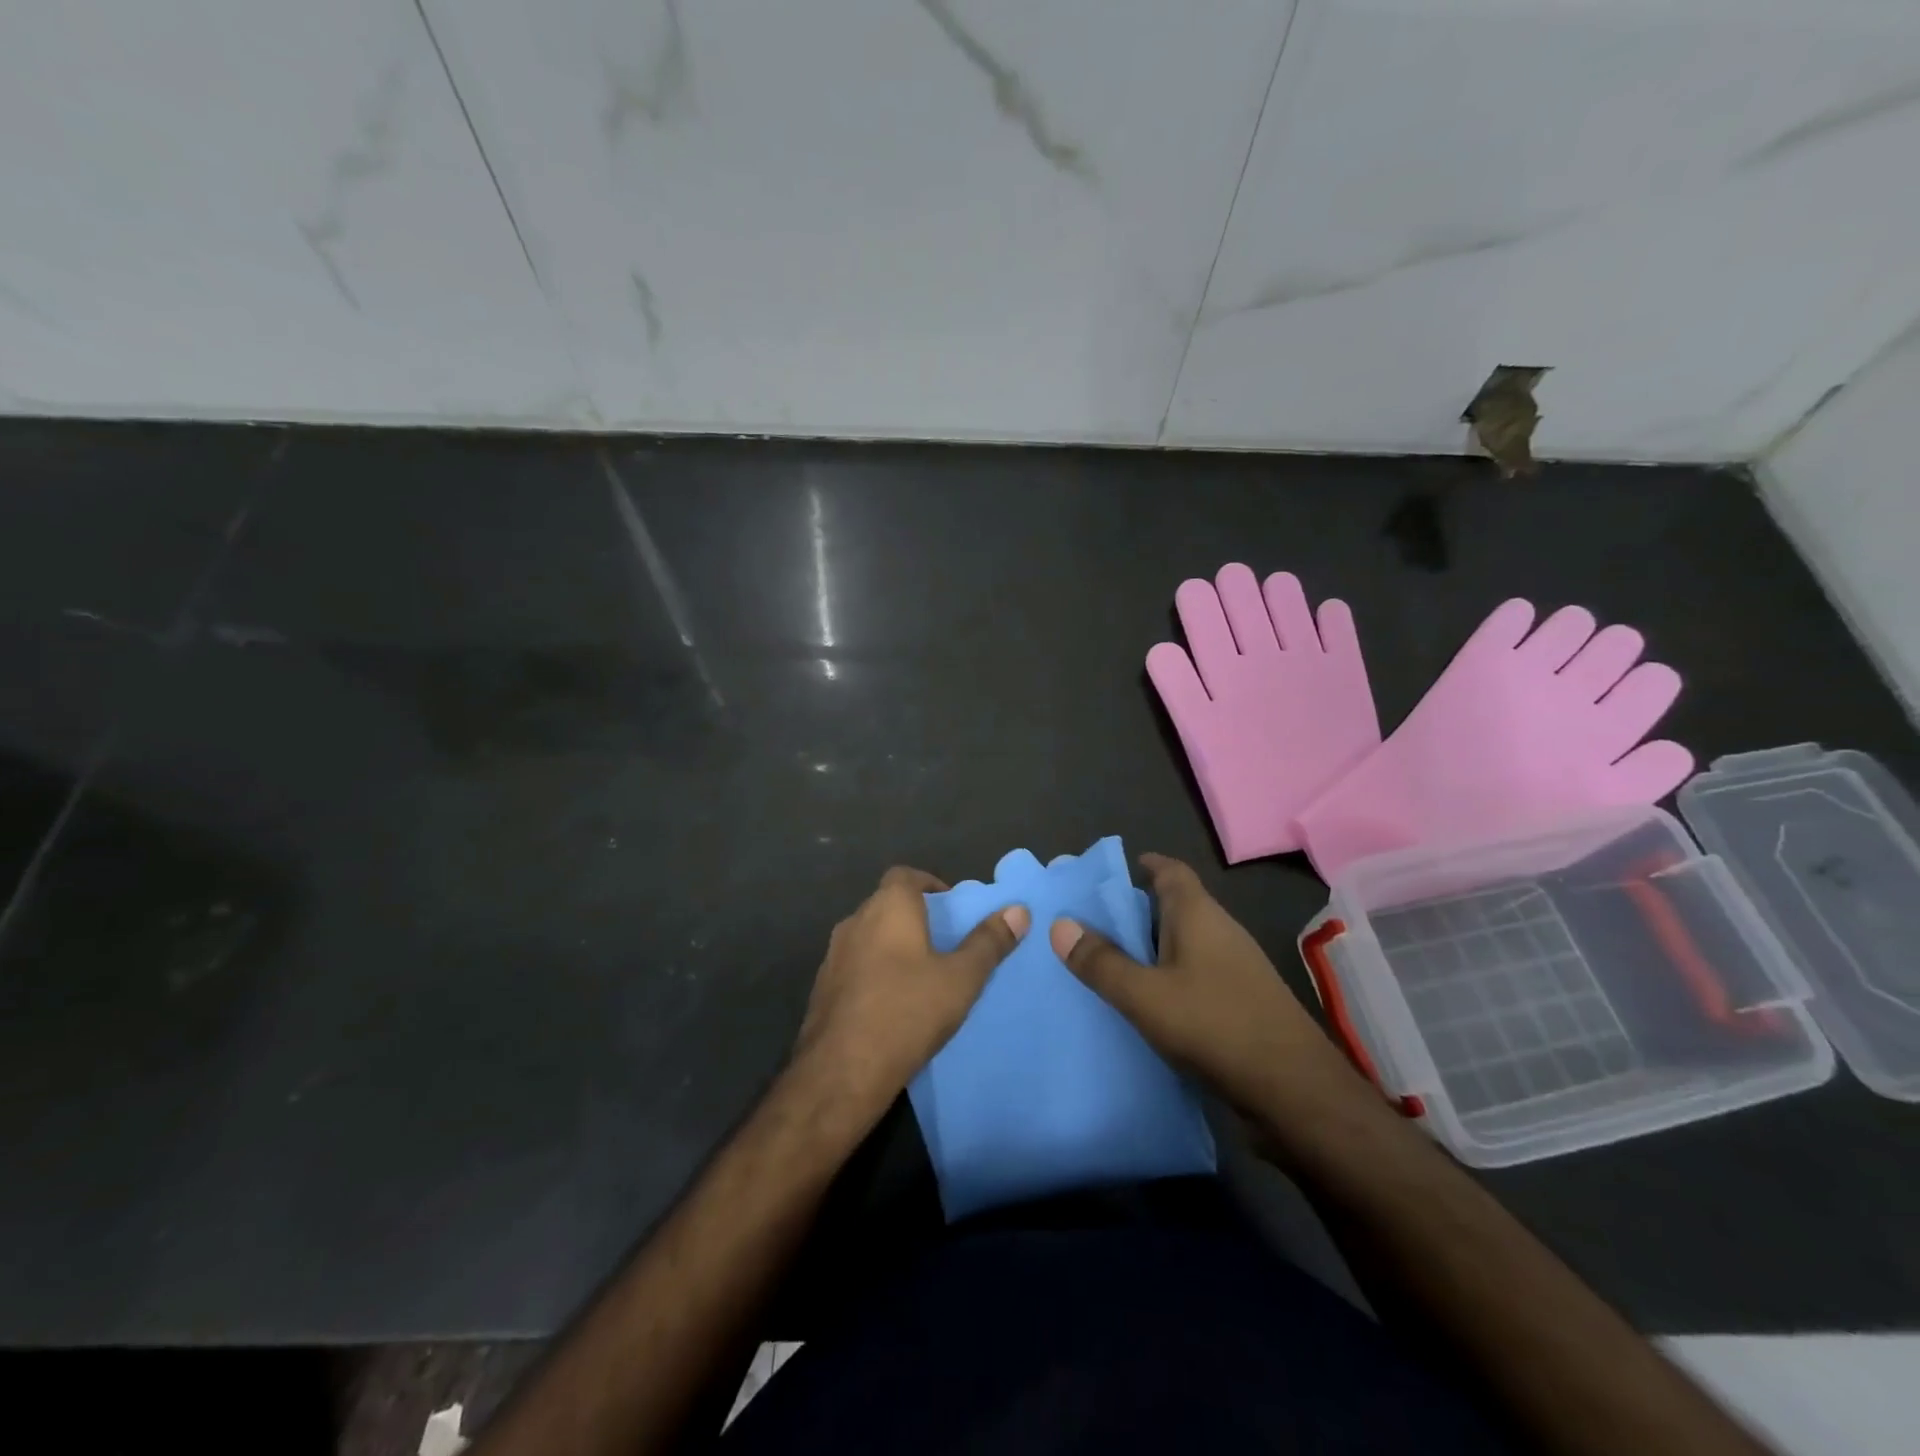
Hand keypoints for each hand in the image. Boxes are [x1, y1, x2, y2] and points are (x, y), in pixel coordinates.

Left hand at [795, 866, 1028, 1115]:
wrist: (840, 1071)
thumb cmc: (907, 1012)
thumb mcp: (961, 979)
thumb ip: (989, 942)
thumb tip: (1018, 910)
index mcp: (888, 908)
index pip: (904, 875)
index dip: (928, 884)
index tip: (951, 906)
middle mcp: (855, 921)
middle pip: (886, 904)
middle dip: (914, 916)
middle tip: (945, 942)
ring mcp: (834, 955)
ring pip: (869, 936)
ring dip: (892, 945)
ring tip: (922, 973)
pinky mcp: (822, 988)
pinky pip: (855, 965)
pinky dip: (874, 971)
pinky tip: (892, 1002)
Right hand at [1050, 853, 1347, 1114]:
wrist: (1295, 1093)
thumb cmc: (1215, 1026)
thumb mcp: (1145, 995)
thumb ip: (1101, 962)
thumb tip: (1059, 924)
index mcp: (1198, 915)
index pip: (1171, 871)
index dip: (1144, 865)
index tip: (1109, 874)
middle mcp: (1220, 932)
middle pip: (1174, 907)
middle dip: (1135, 911)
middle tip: (1091, 923)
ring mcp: (1235, 969)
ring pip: (1184, 944)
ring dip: (1149, 948)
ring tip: (1107, 963)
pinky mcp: (1241, 1003)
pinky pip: (1194, 976)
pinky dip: (1167, 979)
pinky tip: (1144, 1003)